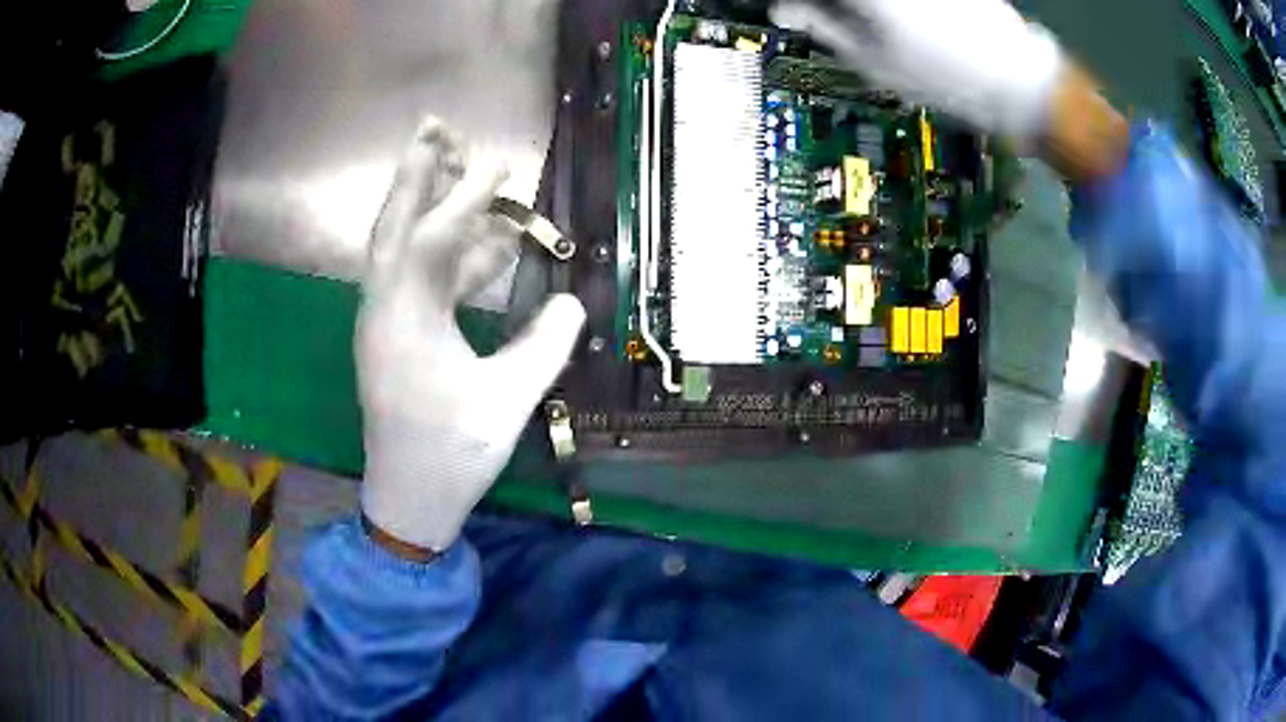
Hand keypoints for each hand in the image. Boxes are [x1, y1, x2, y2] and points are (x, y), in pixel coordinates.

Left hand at [357, 120, 585, 552]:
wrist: (409, 499)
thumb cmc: (453, 454)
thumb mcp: (507, 401)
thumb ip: (544, 345)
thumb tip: (572, 299)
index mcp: (404, 322)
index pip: (433, 239)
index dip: (467, 197)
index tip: (500, 161)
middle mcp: (384, 309)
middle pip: (394, 224)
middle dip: (415, 171)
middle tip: (434, 126)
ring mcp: (385, 319)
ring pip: (401, 245)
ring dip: (427, 202)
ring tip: (454, 162)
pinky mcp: (395, 333)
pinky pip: (419, 276)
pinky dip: (448, 252)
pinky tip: (485, 243)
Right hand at [770, 0, 1126, 181]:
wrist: (1025, 85)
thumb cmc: (948, 82)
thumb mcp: (876, 64)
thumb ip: (825, 28)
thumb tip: (787, 9)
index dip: (805, 4)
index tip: (796, 14)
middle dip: (836, 7)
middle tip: (825, 19)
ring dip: (858, 8)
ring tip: (861, 24)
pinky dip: (889, 7)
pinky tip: (896, 19)